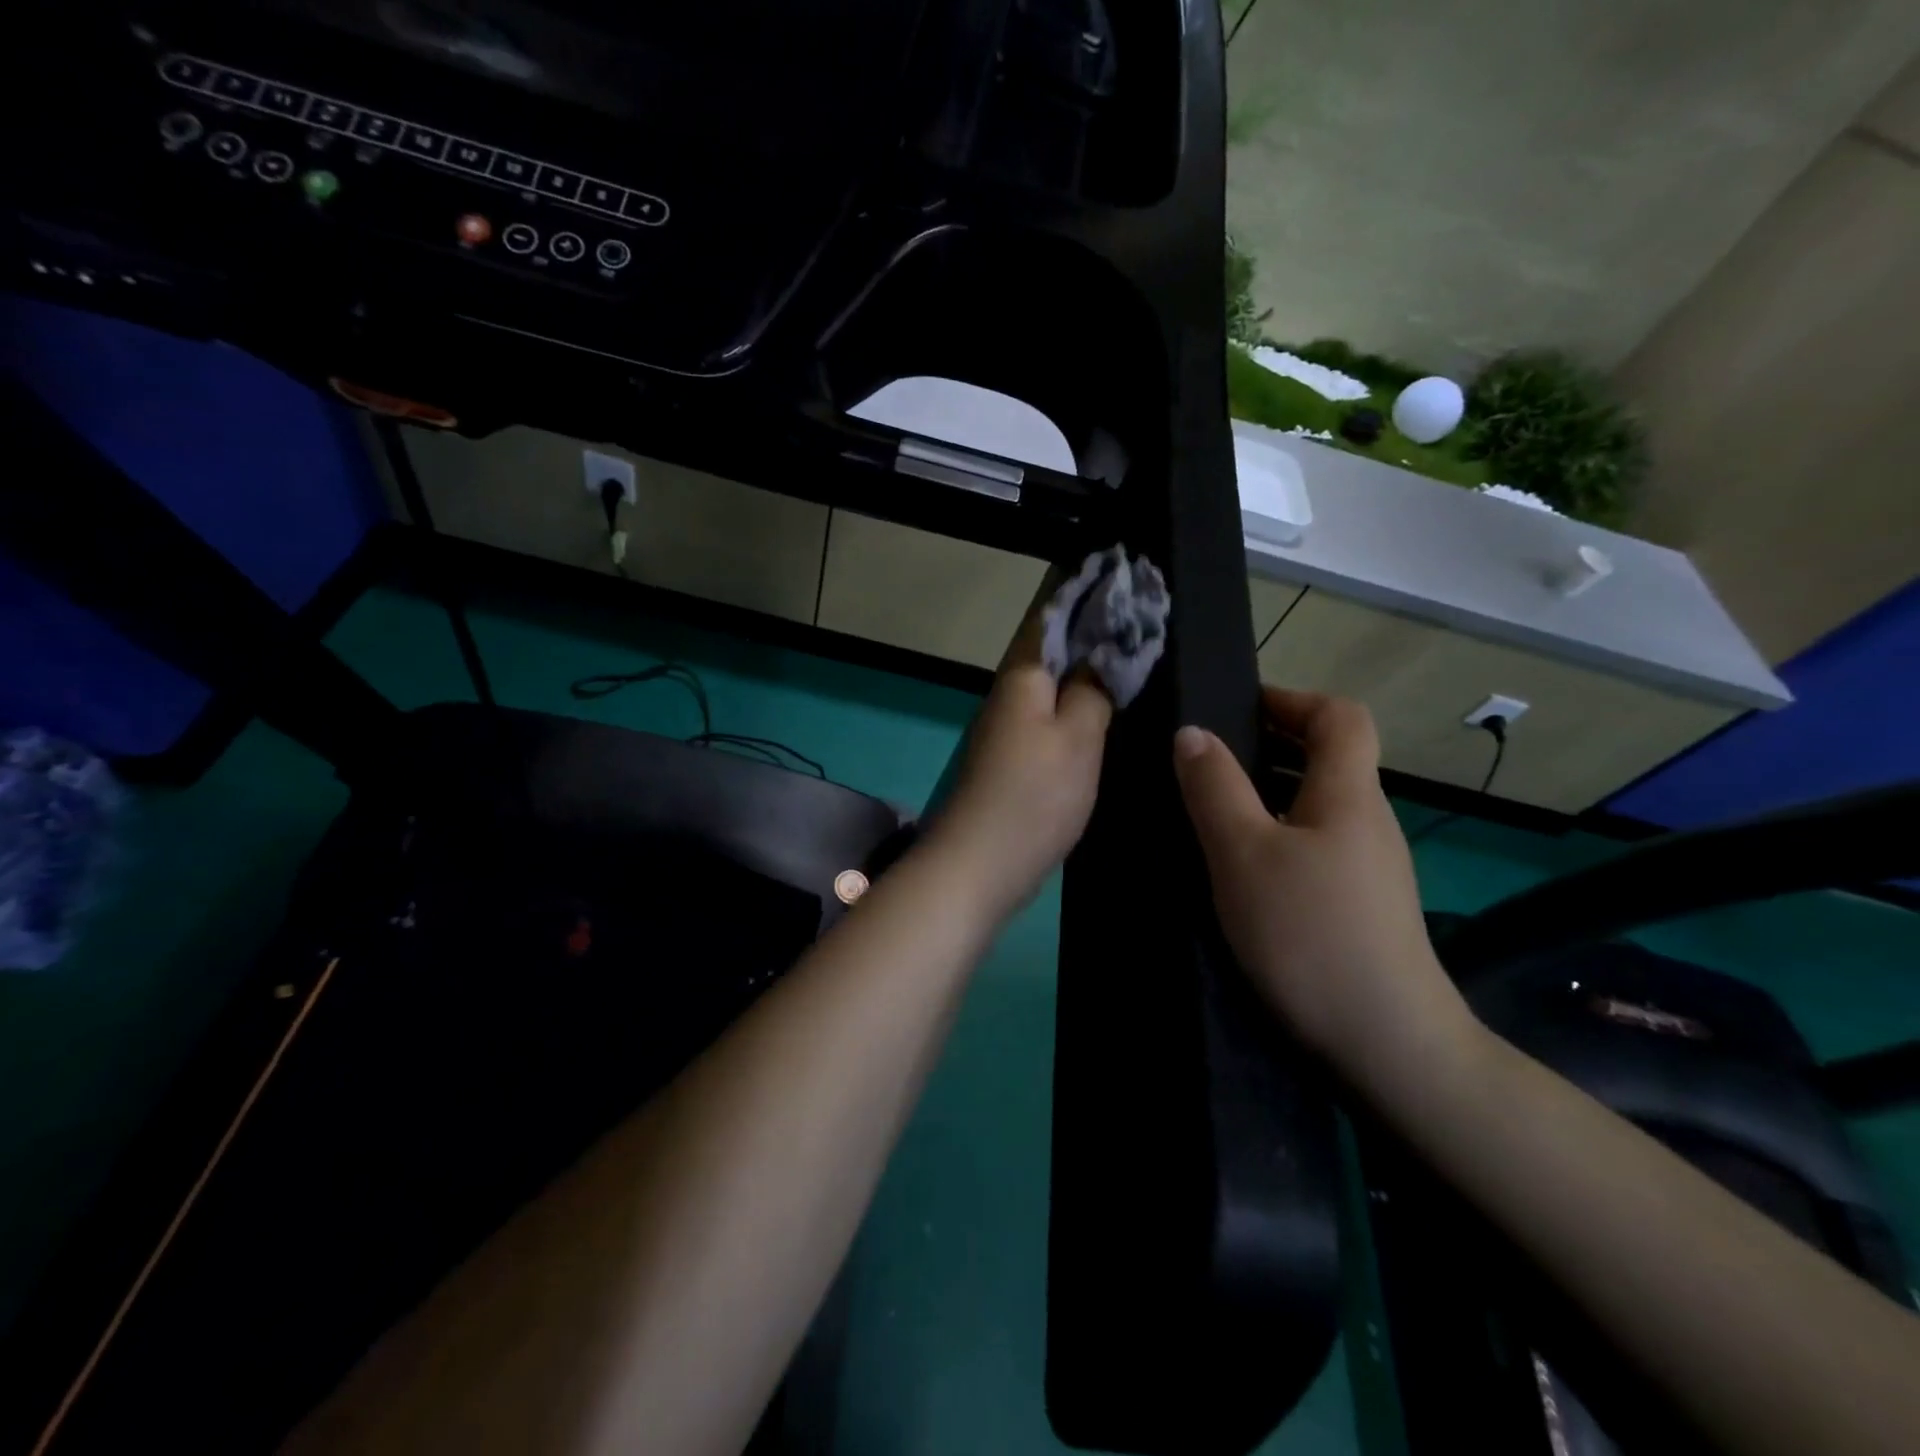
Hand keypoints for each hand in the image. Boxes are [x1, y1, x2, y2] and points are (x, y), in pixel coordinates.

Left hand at [929, 609, 1112, 916]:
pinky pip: (1049, 714)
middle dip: (1091, 625)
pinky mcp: (1013, 759)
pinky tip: (1100, 706)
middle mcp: (1010, 693)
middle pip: (1052, 646)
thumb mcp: (1078, 739)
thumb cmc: (1034, 796)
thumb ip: (1094, 690)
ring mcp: (1008, 727)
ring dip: (1085, 663)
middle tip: (1141, 611)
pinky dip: (1076, 701)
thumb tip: (1103, 655)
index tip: (1123, 571)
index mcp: (1023, 676)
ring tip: (1130, 650)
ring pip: (1051, 681)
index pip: (1054, 614)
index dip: (1087, 591)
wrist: (980, 864)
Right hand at [1172, 688, 1477, 1093]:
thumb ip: (1215, 788)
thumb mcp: (1243, 854)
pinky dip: (1278, 835)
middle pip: (1330, 758)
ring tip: (1212, 810)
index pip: (1340, 716)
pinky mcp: (1362, 905)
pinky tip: (1242, 868)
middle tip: (1207, 760)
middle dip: (1270, 745)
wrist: (1387, 1044)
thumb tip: (1192, 732)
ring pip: (1318, 805)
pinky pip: (1317, 845)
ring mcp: (1370, 867)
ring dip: (1269, 793)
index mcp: (1349, 794)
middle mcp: (1368, 820)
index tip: (1237, 707)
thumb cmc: (1309, 933)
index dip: (1292, 699)